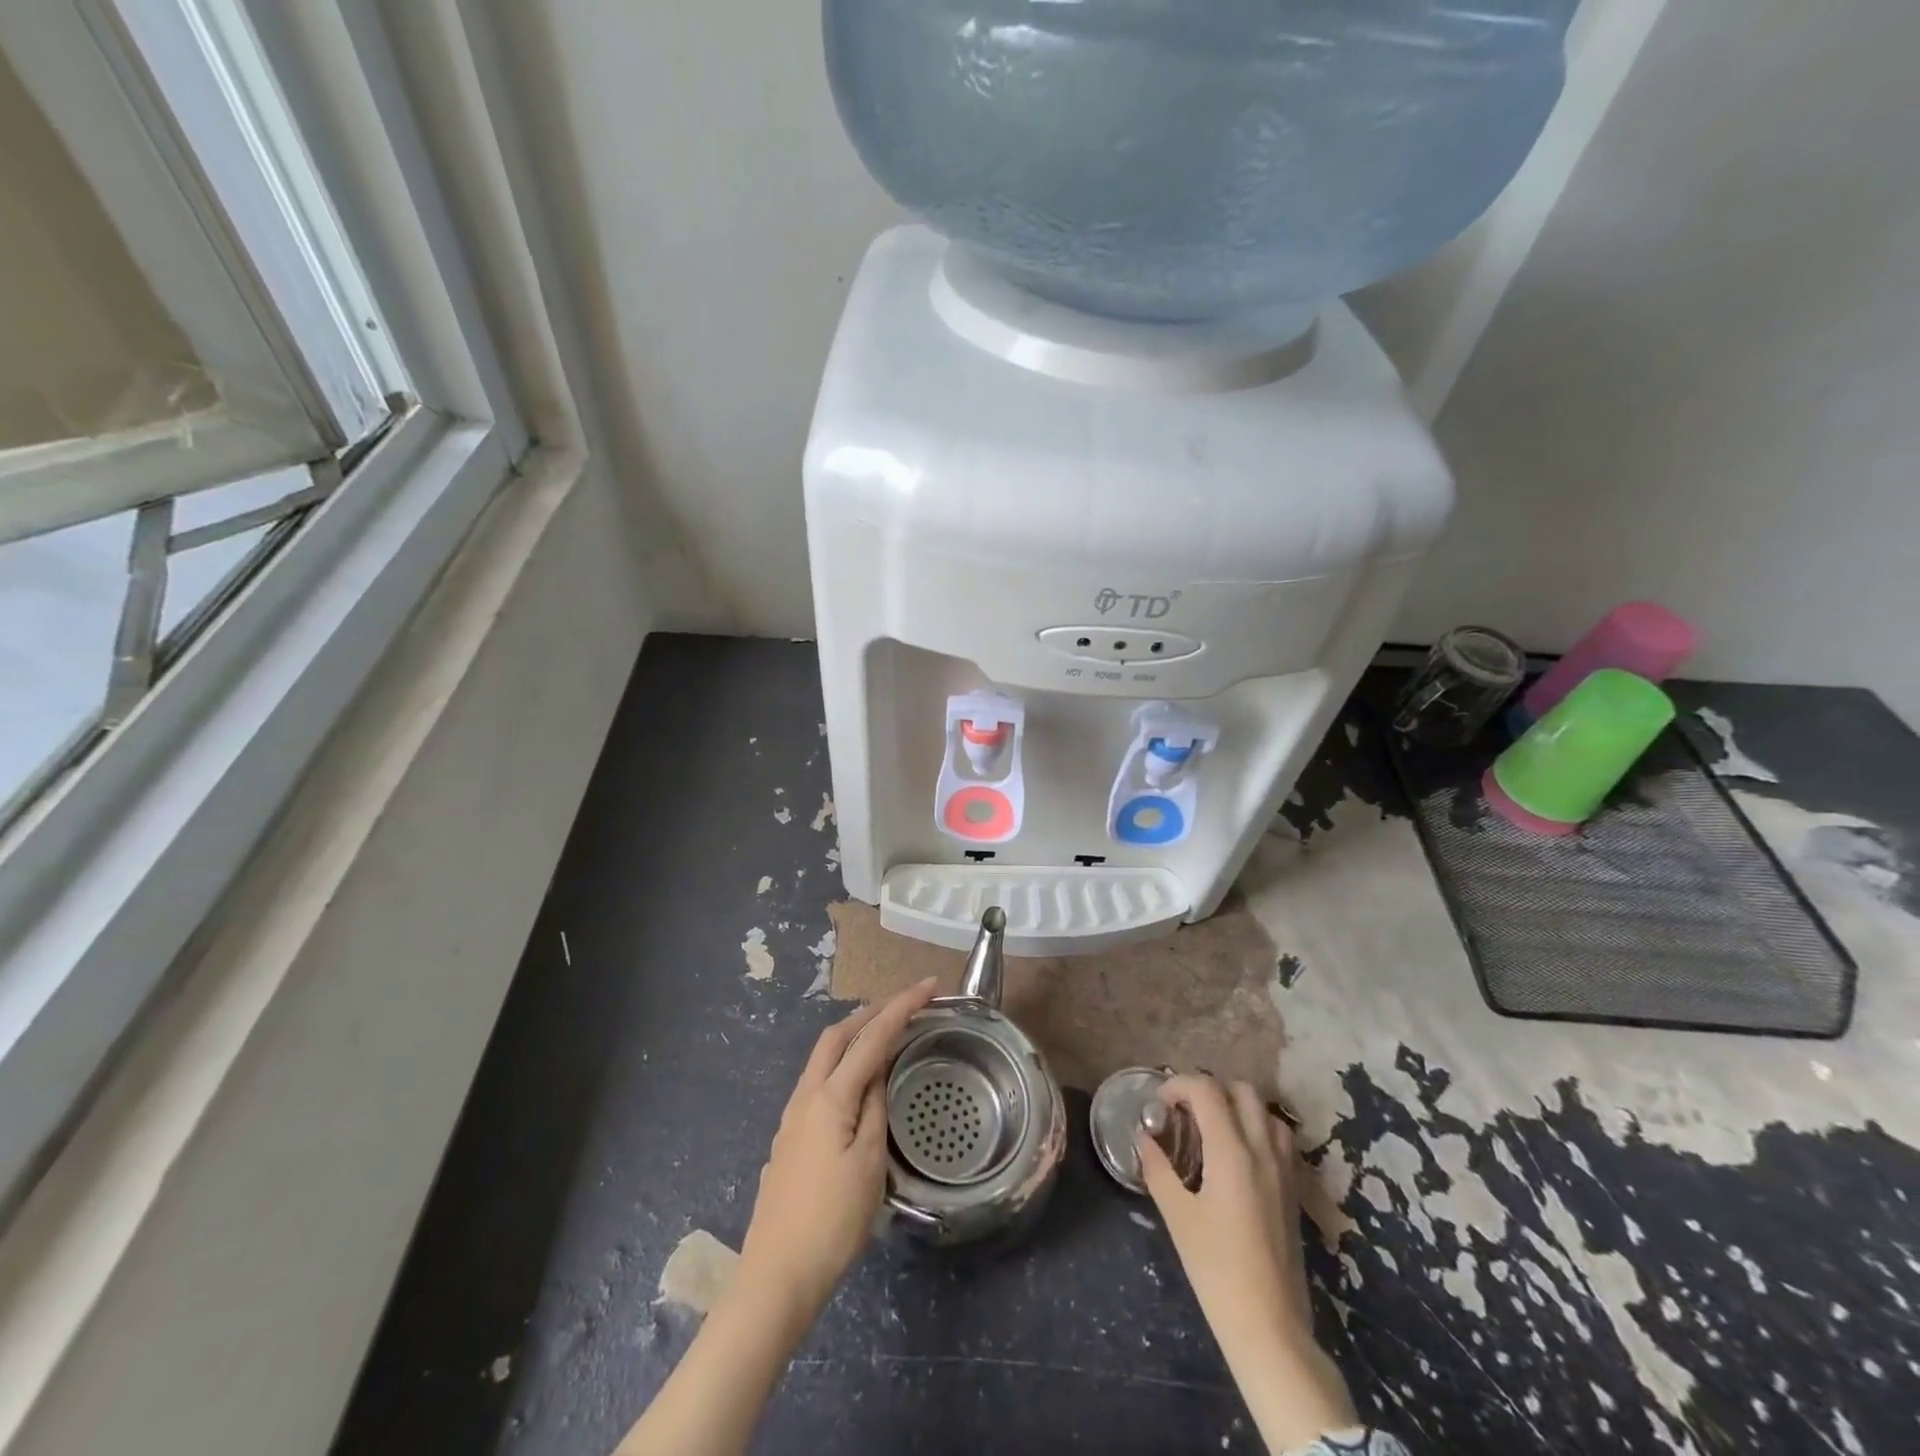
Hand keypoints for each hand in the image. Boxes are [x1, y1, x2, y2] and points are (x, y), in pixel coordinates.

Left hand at [737, 978, 939, 1316]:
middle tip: (905, 1004)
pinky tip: (857, 1083)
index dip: (902, 1007)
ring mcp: (792, 1117)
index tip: (929, 985)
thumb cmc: (832, 1222)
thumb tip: (877, 1075)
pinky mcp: (789, 1138)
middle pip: (837, 1035)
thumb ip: (874, 1110)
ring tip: (885, 1033)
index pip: (871, 1038)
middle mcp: (805, 1096)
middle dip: (871, 1010)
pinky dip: (842, 1063)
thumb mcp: (869, 1165)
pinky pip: (819, 1080)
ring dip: (854, 1034)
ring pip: (823, 1056)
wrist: (776, 1276)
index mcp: (830, 1097)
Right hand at [1140, 1076, 1355, 1453]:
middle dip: (1210, 1089)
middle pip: (1242, 1090)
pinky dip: (1257, 1128)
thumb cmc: (1217, 1270)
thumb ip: (1158, 1169)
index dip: (1179, 1085)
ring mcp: (1284, 1170)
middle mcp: (1263, 1150)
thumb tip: (1144, 1139)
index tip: (1160, 1104)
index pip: (1207, 1090)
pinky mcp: (1293, 1190)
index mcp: (1232, 1152)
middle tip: (1185, 1112)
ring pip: (1265, 1111)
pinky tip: (1238, 1155)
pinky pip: (1279, 1138)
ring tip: (1212, 1128)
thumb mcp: (1178, 1217)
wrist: (1270, 1327)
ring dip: (1237, 1106)